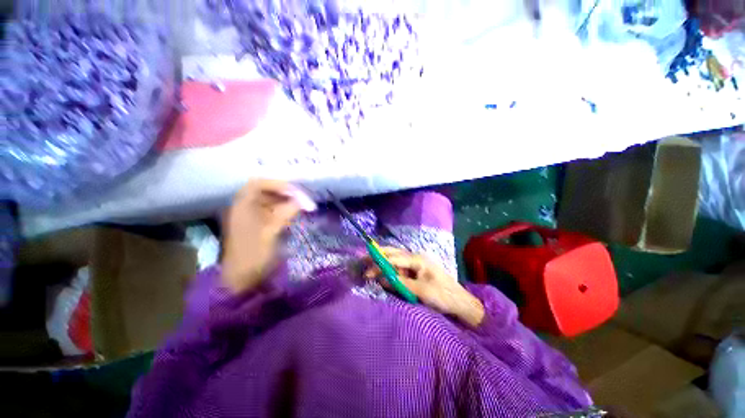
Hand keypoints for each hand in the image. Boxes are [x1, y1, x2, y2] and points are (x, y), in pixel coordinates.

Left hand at [221, 180, 304, 293]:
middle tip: (303, 199)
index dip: (279, 184)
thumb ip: (286, 212)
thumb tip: (303, 200)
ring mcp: (251, 216)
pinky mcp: (258, 225)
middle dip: (286, 192)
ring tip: (302, 206)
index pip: (259, 184)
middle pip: (266, 191)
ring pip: (270, 201)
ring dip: (286, 201)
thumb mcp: (271, 231)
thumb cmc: (254, 254)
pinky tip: (294, 215)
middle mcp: (245, 207)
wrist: (242, 279)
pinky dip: (284, 210)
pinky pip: (272, 211)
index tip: (297, 192)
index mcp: (242, 206)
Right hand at [364, 247, 484, 326]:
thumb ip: (400, 284)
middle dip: (378, 256)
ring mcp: (415, 265)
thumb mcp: (421, 291)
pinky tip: (382, 271)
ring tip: (368, 263)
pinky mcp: (416, 272)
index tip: (366, 271)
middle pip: (393, 253)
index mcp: (417, 259)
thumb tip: (381, 279)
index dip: (379, 264)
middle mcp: (415, 258)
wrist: (461, 303)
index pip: (394, 258)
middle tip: (362, 258)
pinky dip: (389, 270)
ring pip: (395, 260)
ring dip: (382, 262)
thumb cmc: (443, 295)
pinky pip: (399, 268)